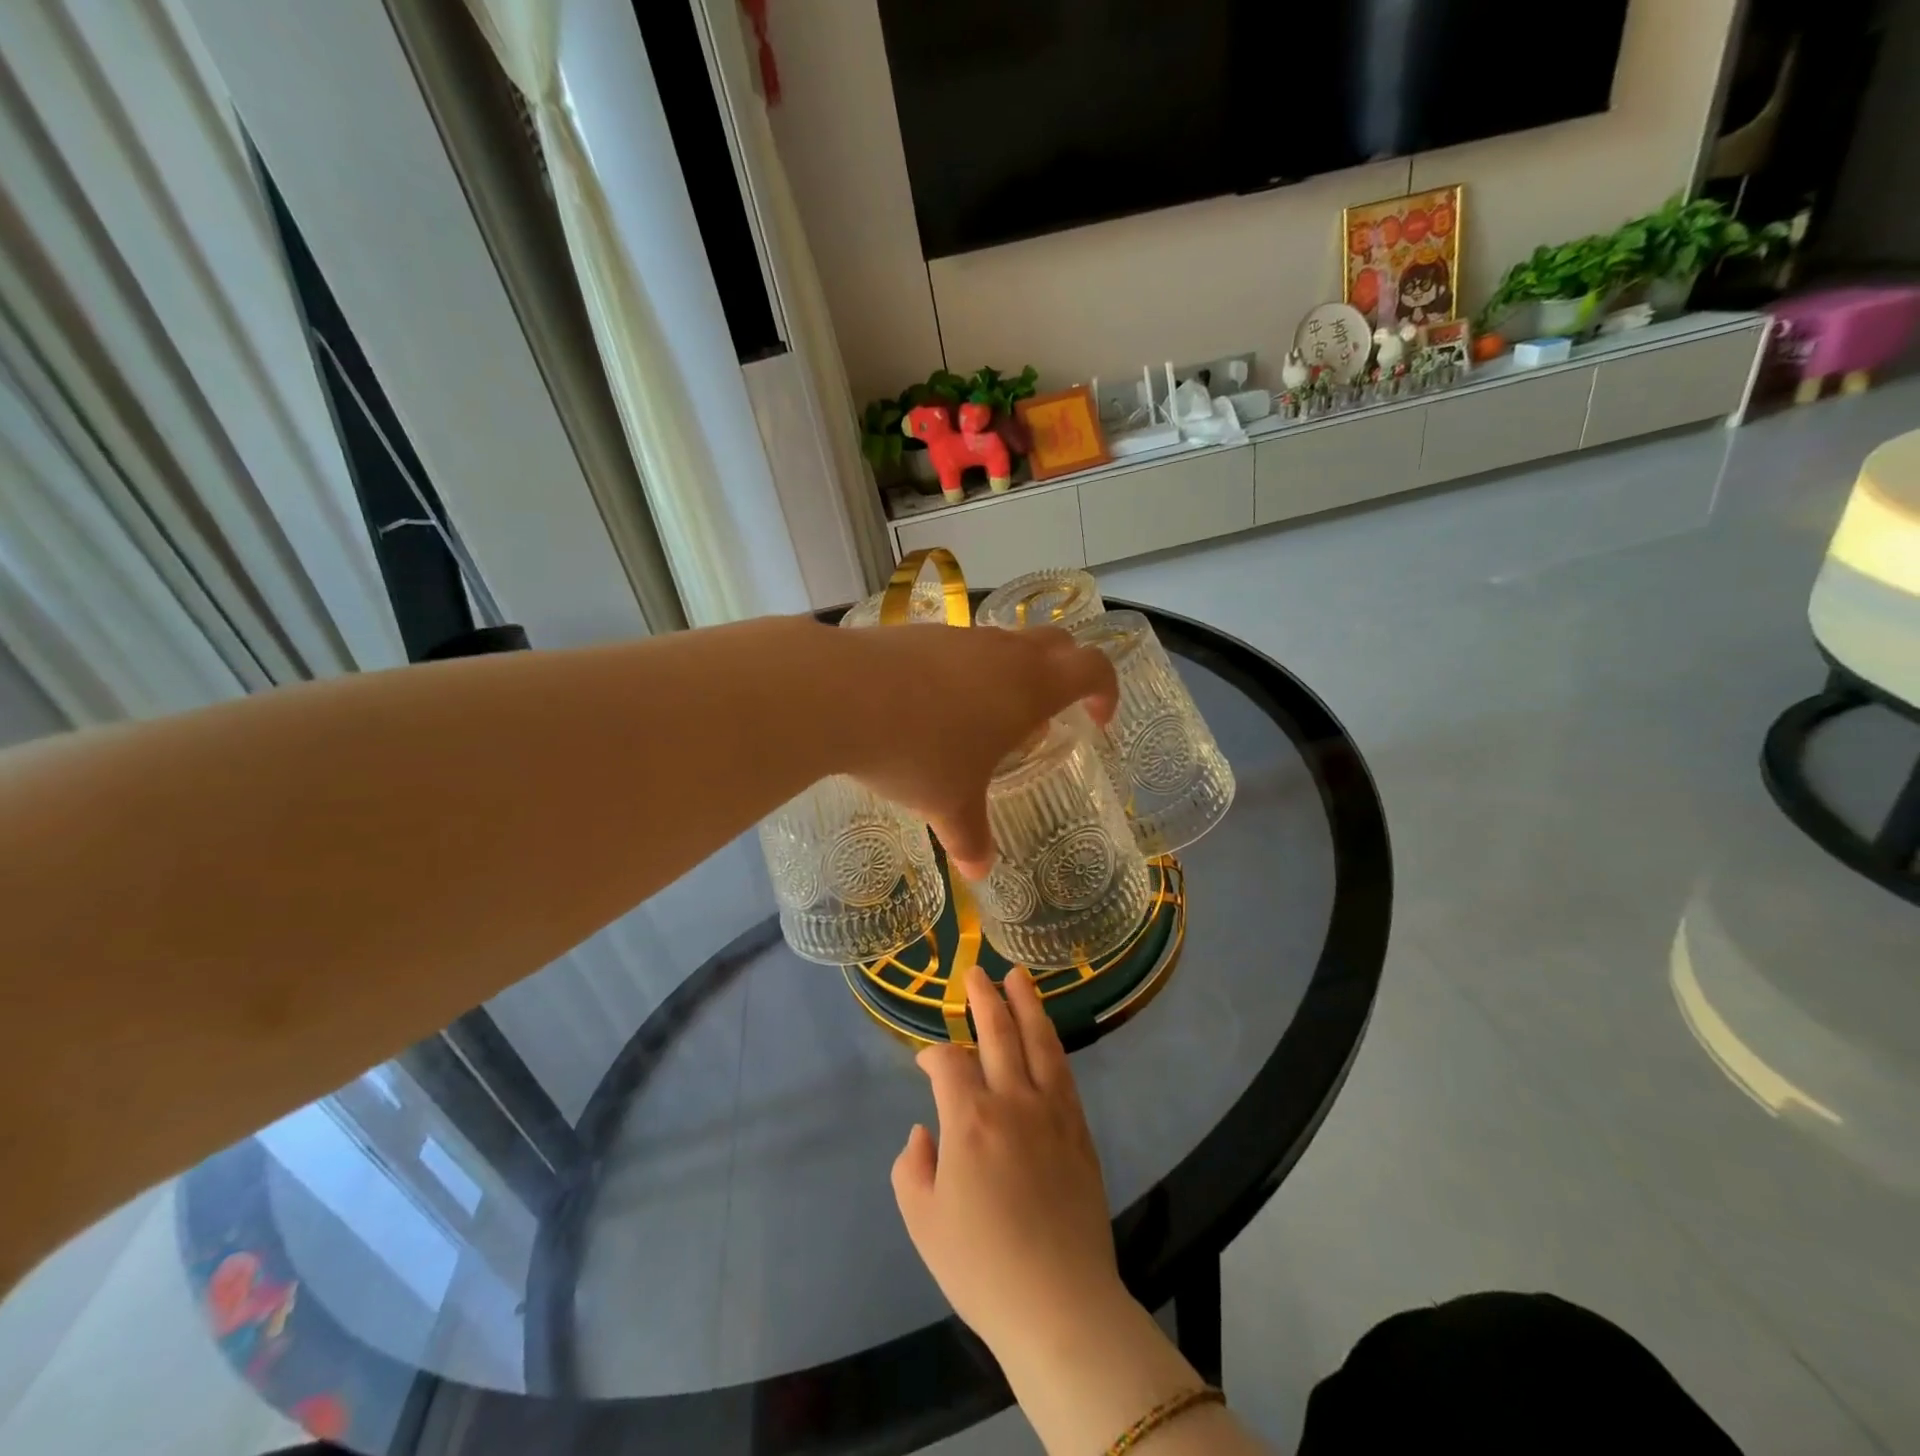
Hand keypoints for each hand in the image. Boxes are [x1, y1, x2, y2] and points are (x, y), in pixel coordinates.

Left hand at [840, 624, 1116, 878]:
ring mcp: (960, 635)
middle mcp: (1003, 652)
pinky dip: (965, 669)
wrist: (840, 694)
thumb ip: (971, 839)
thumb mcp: (950, 805)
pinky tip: (932, 704)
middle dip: (1065, 673)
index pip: (1093, 668)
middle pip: (1057, 643)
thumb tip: (979, 872)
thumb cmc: (918, 752)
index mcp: (1031, 687)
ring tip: (985, 717)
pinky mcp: (919, 631)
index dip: (1105, 690)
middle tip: (1049, 714)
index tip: (1097, 720)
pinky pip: (960, 645)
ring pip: (1005, 642)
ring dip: (1011, 671)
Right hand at [891, 964, 1128, 1359]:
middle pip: (997, 1034)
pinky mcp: (1079, 1129)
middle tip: (974, 972)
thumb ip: (912, 1167)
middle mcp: (1012, 1101)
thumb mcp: (923, 1222)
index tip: (925, 1064)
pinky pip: (1063, 1072)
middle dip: (983, 999)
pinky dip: (1051, 1043)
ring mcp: (1051, 1111)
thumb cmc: (981, 1267)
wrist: (1059, 1304)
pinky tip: (1045, 1033)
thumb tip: (925, 1131)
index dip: (932, 1057)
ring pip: (1038, 1041)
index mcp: (969, 1120)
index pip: (948, 1065)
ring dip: (1026, 1004)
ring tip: (1017, 976)